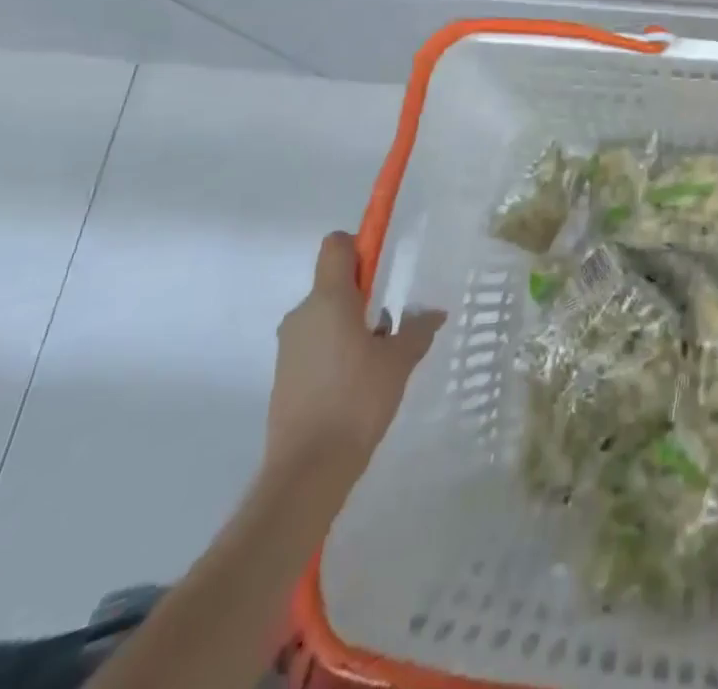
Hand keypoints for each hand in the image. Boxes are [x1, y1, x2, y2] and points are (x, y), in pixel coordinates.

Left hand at [264, 231, 444, 495]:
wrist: (307, 471)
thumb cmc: (357, 400)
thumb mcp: (399, 361)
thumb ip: (417, 329)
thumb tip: (433, 313)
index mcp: (329, 299)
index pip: (336, 246)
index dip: (360, 246)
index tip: (382, 270)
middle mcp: (302, 314)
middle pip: (334, 283)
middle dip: (364, 296)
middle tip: (390, 325)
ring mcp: (289, 345)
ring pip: (326, 316)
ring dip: (351, 326)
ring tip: (377, 361)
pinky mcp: (284, 374)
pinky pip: (315, 344)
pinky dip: (336, 351)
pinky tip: (357, 383)